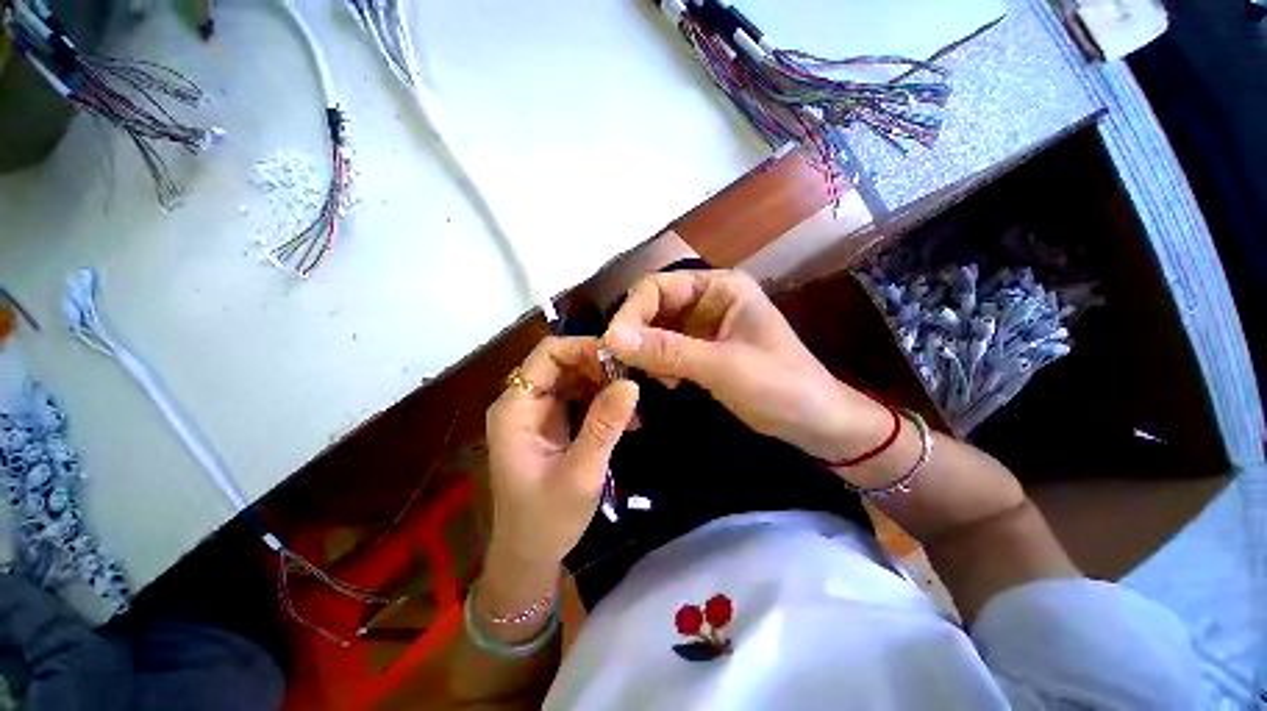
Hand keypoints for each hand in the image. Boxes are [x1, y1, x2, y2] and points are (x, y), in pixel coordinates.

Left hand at [485, 336, 639, 566]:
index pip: (548, 355)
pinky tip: (628, 419)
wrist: (530, 556)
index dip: (584, 349)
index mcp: (517, 408)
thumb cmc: (546, 519)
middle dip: (600, 368)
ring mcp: (539, 414)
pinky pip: (581, 400)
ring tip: (635, 404)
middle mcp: (524, 403)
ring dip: (607, 386)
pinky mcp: (554, 425)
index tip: (621, 361)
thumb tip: (632, 383)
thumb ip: (605, 426)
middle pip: (564, 364)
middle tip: (635, 383)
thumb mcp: (581, 472)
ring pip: (576, 380)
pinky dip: (604, 404)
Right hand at [604, 270, 890, 462]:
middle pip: (654, 307)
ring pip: (656, 330)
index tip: (612, 346)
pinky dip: (659, 364)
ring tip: (656, 378)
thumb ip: (667, 351)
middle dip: (637, 335)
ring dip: (647, 352)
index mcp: (719, 287)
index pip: (658, 287)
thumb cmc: (780, 386)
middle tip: (625, 366)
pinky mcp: (701, 349)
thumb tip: (612, 338)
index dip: (631, 312)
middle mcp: (708, 299)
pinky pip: (666, 349)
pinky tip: (670, 383)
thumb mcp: (722, 367)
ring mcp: (704, 326)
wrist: (814, 421)